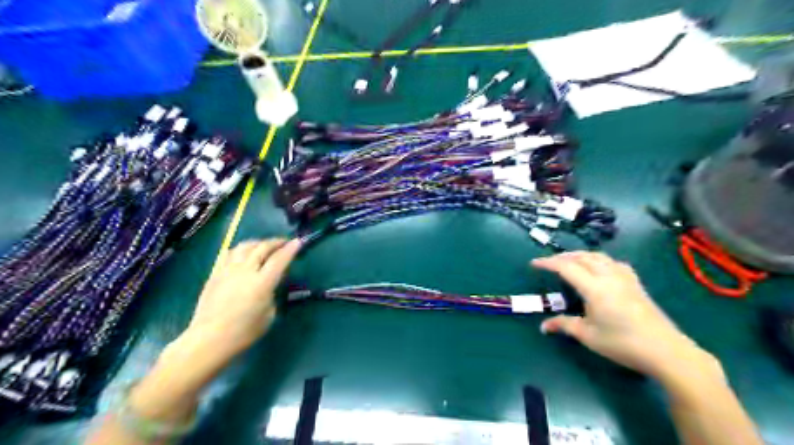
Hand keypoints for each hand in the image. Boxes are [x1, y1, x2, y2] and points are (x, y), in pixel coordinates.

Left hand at [175, 241, 301, 364]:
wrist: (209, 339)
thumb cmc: (244, 332)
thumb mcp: (269, 315)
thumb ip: (272, 295)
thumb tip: (270, 285)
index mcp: (262, 283)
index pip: (280, 259)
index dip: (291, 249)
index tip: (298, 242)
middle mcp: (246, 271)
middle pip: (262, 248)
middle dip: (276, 242)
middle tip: (284, 243)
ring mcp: (228, 270)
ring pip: (244, 246)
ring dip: (258, 243)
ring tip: (264, 246)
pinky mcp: (215, 274)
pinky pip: (230, 254)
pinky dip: (241, 249)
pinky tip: (244, 253)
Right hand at [536, 252, 723, 383]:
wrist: (666, 351)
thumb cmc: (623, 344)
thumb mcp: (588, 336)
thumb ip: (564, 325)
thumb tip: (543, 326)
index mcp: (595, 288)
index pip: (566, 267)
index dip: (548, 263)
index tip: (534, 263)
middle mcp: (609, 276)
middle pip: (582, 257)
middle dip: (563, 256)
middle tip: (549, 262)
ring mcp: (625, 278)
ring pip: (599, 256)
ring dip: (581, 255)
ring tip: (570, 262)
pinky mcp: (636, 283)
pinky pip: (613, 262)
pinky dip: (599, 260)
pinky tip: (599, 268)